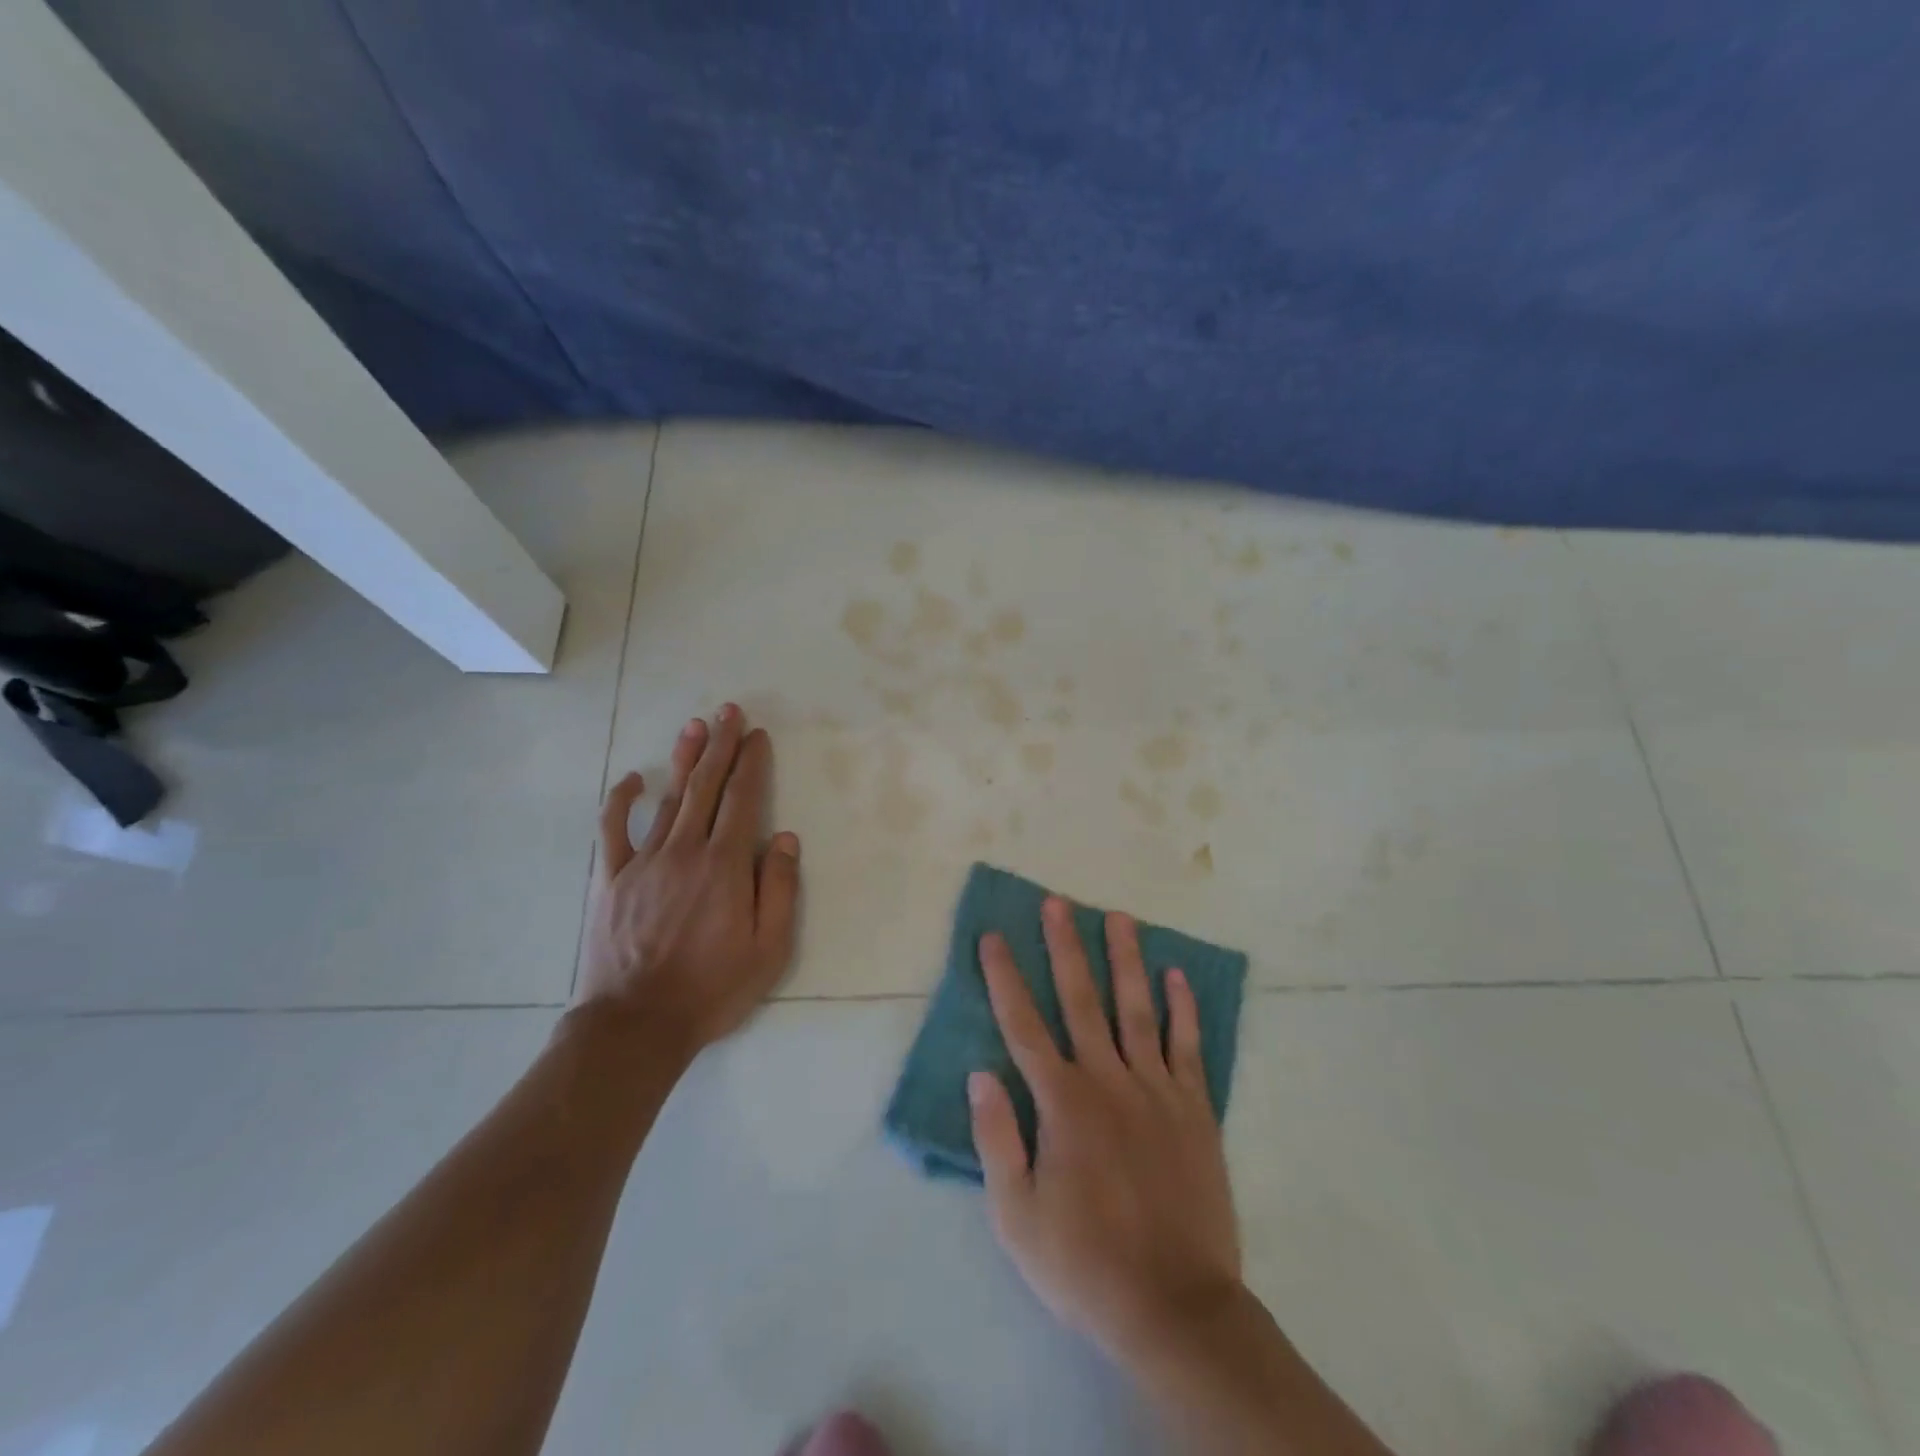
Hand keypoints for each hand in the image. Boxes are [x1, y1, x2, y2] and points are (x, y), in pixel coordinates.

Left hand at [575, 704, 800, 1054]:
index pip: (743, 800)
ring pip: (668, 798)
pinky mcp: (611, 879)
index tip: (758, 735)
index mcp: (725, 866)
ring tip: (695, 726)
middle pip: (706, 787)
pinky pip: (613, 830)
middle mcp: (685, 851)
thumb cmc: (712, 989)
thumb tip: (784, 838)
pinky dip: (621, 801)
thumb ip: (778, 889)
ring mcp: (643, 862)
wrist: (636, 1024)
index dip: (752, 764)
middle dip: (721, 746)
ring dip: (684, 760)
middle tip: (729, 711)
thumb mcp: (768, 949)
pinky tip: (631, 778)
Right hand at [968, 898, 1241, 1368]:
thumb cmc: (1084, 1264)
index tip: (993, 936)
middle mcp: (1108, 1081)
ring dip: (1126, 959)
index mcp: (1062, 1103)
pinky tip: (1177, 975)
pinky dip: (1183, 1008)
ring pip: (1136, 1009)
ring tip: (1120, 917)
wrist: (1174, 1308)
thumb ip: (997, 1139)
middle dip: (1065, 947)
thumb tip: (980, 1074)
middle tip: (1059, 902)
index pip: (1023, 1025)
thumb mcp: (1016, 1216)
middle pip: (1081, 1000)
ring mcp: (1156, 1090)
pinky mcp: (1195, 1110)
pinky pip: (1188, 1046)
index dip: (1004, 977)